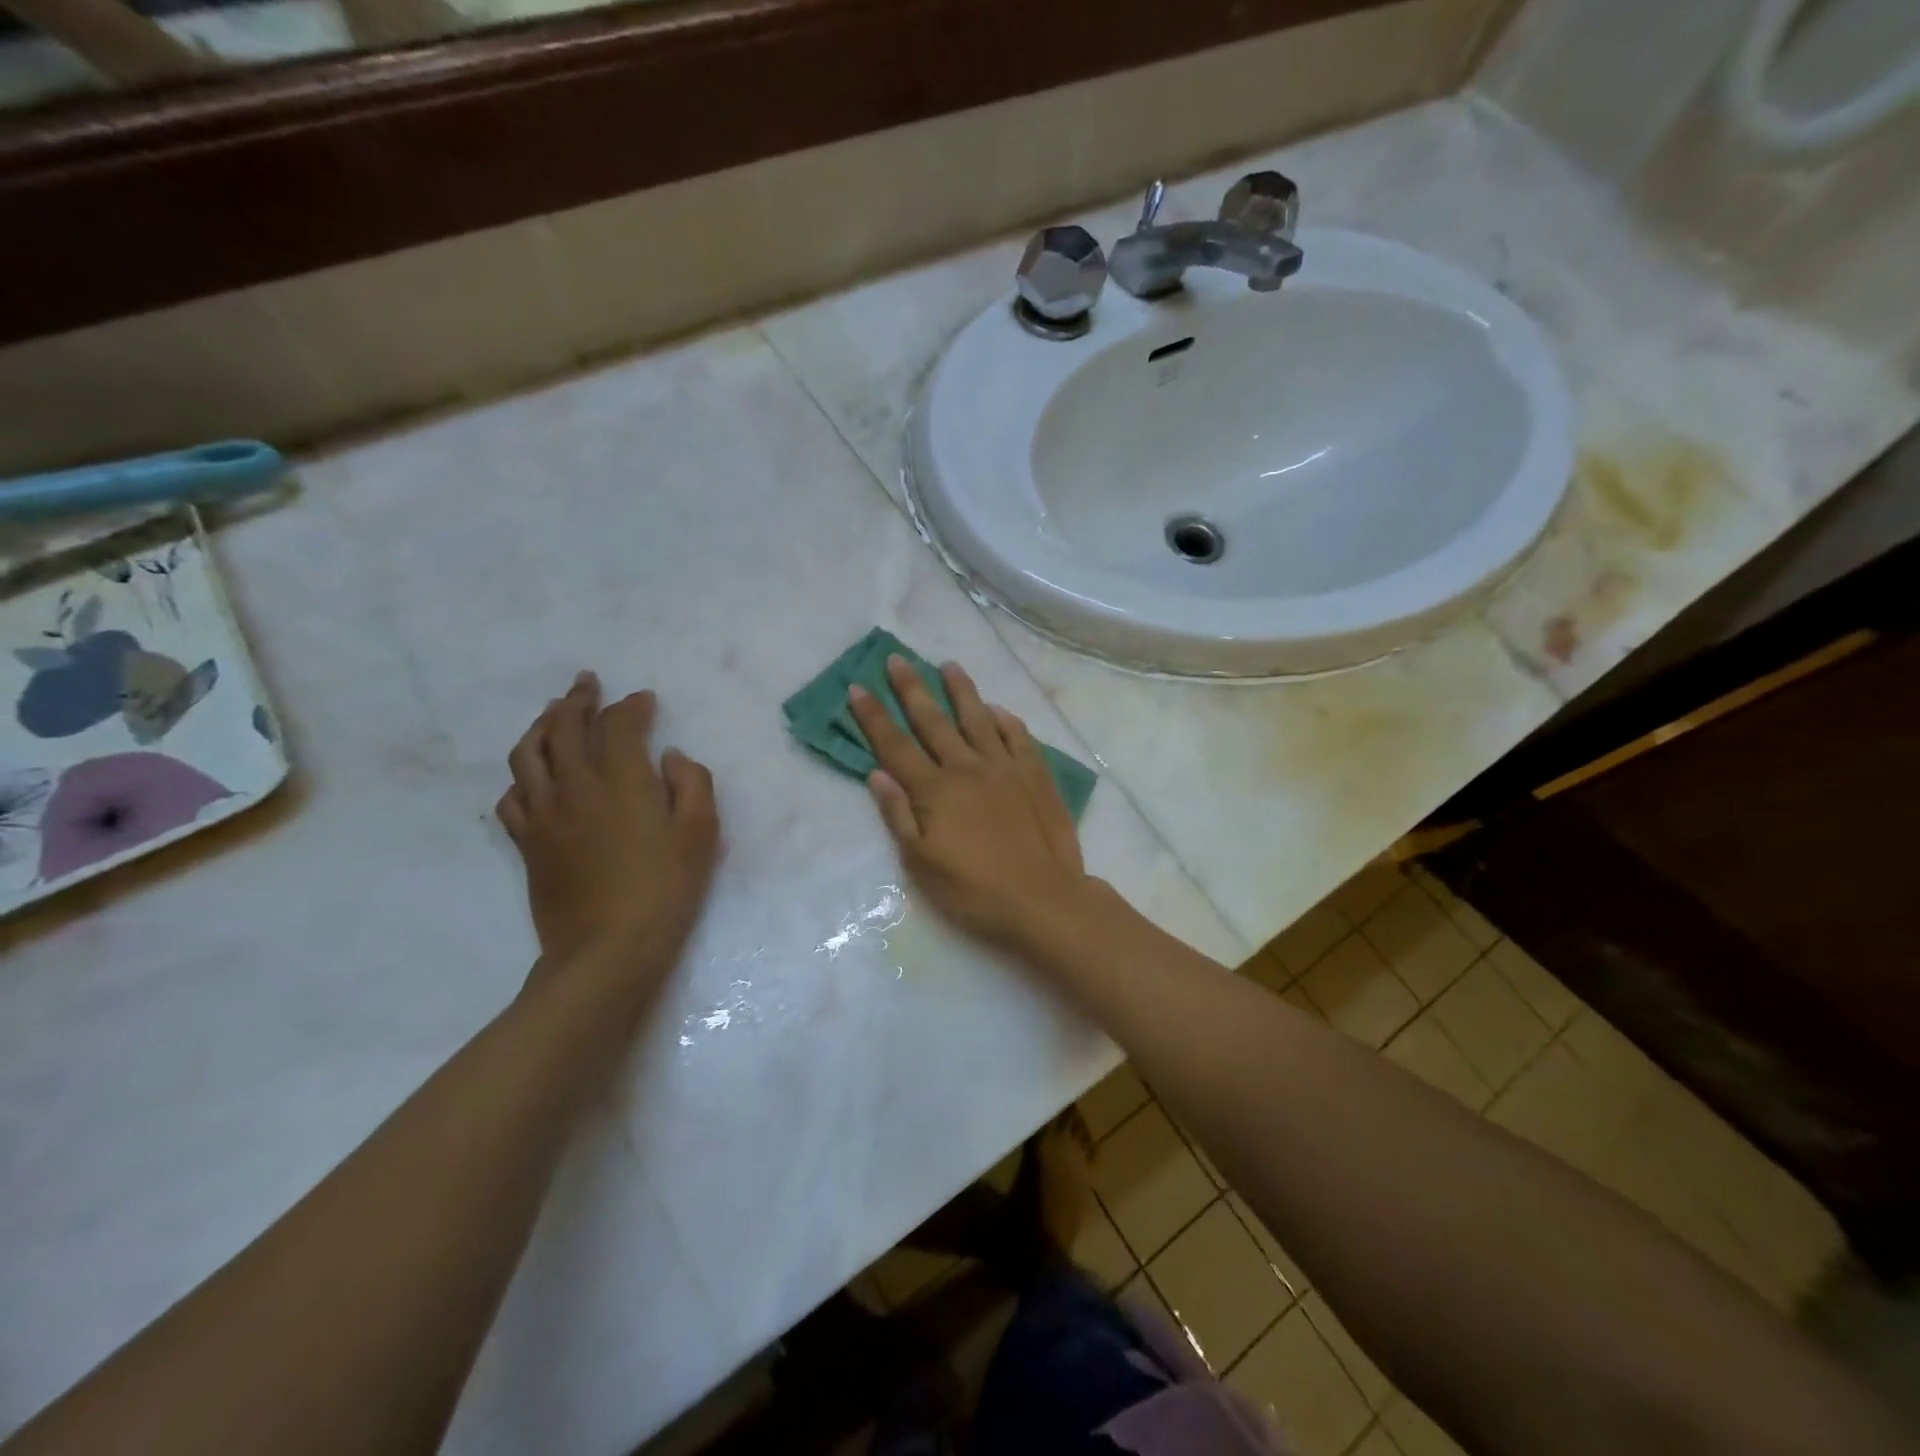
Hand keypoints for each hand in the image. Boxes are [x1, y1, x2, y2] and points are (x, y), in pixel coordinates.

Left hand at [497, 672, 719, 995]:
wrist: (608, 949)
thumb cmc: (665, 888)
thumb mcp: (701, 833)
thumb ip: (692, 783)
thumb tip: (669, 758)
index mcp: (621, 780)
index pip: (618, 725)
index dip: (631, 706)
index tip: (644, 700)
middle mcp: (575, 787)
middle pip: (564, 728)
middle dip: (577, 699)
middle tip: (586, 683)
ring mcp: (544, 815)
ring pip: (528, 754)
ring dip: (541, 725)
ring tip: (551, 713)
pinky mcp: (527, 843)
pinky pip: (512, 797)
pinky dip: (522, 776)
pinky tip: (532, 776)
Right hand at [848, 655, 1095, 951]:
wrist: (1043, 899)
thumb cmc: (974, 890)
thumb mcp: (922, 863)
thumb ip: (898, 816)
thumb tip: (877, 774)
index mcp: (935, 790)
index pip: (895, 745)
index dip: (874, 716)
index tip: (858, 686)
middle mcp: (967, 768)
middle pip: (934, 721)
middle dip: (912, 689)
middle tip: (897, 659)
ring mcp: (1005, 767)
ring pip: (979, 719)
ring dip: (962, 691)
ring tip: (949, 665)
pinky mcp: (1036, 775)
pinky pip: (1018, 737)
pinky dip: (1006, 720)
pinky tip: (999, 710)